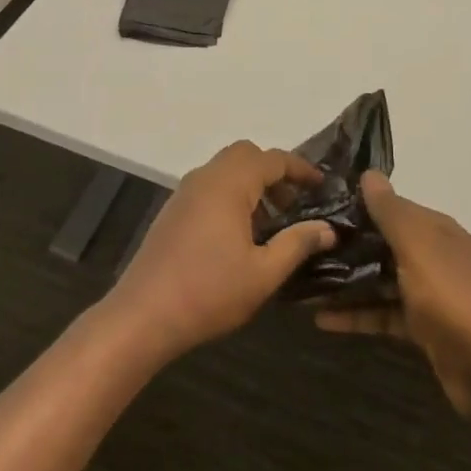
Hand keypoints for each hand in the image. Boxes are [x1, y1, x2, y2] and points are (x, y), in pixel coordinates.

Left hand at [102, 141, 335, 364]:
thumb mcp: (264, 273)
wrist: (143, 315)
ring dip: (252, 183)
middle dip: (274, 171)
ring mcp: (185, 192)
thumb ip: (297, 244)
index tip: (322, 186)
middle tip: (295, 202)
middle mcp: (205, 177)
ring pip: (225, 169)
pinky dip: (231, 194)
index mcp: (229, 184)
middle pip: (246, 155)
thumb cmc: (209, 292)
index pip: (273, 159)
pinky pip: (209, 186)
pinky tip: (240, 233)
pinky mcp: (173, 211)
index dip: (301, 168)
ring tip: (272, 222)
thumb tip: (327, 228)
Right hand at [316, 172, 470, 420]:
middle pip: (384, 244)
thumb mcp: (418, 247)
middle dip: (347, 246)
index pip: (392, 208)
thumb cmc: (454, 298)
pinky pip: (384, 314)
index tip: (317, 208)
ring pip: (381, 280)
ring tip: (303, 283)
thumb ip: (392, 212)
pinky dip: (358, 315)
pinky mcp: (424, 329)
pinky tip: (322, 320)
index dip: (358, 207)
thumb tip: (369, 173)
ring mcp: (431, 294)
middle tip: (301, 246)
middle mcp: (434, 256)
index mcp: (436, 230)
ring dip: (347, 282)